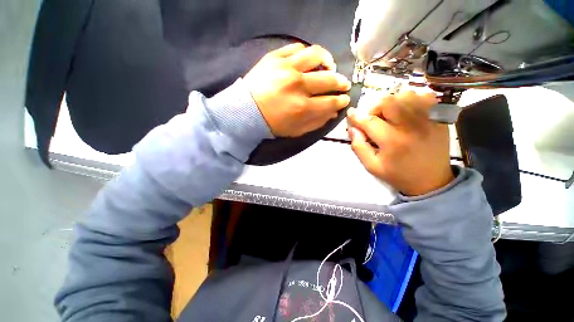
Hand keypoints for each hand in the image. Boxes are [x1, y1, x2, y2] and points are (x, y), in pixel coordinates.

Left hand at [244, 43, 351, 136]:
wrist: (246, 111)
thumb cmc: (272, 124)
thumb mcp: (296, 130)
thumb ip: (316, 122)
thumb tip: (333, 112)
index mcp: (302, 107)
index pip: (331, 101)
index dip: (341, 101)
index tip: (345, 99)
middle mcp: (298, 85)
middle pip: (328, 79)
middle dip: (340, 83)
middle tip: (343, 84)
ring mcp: (286, 68)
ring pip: (316, 55)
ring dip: (328, 60)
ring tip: (330, 65)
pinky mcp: (275, 57)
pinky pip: (297, 48)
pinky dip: (307, 53)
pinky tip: (309, 60)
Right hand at [347, 91, 453, 195]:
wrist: (432, 181)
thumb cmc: (398, 174)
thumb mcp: (372, 166)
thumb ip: (358, 147)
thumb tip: (352, 129)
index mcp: (392, 141)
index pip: (369, 121)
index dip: (356, 116)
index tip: (350, 114)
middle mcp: (410, 126)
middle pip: (388, 101)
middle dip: (375, 107)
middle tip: (374, 118)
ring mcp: (428, 120)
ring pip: (406, 95)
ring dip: (393, 102)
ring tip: (390, 115)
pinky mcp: (439, 118)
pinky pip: (425, 97)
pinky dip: (412, 100)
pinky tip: (408, 111)